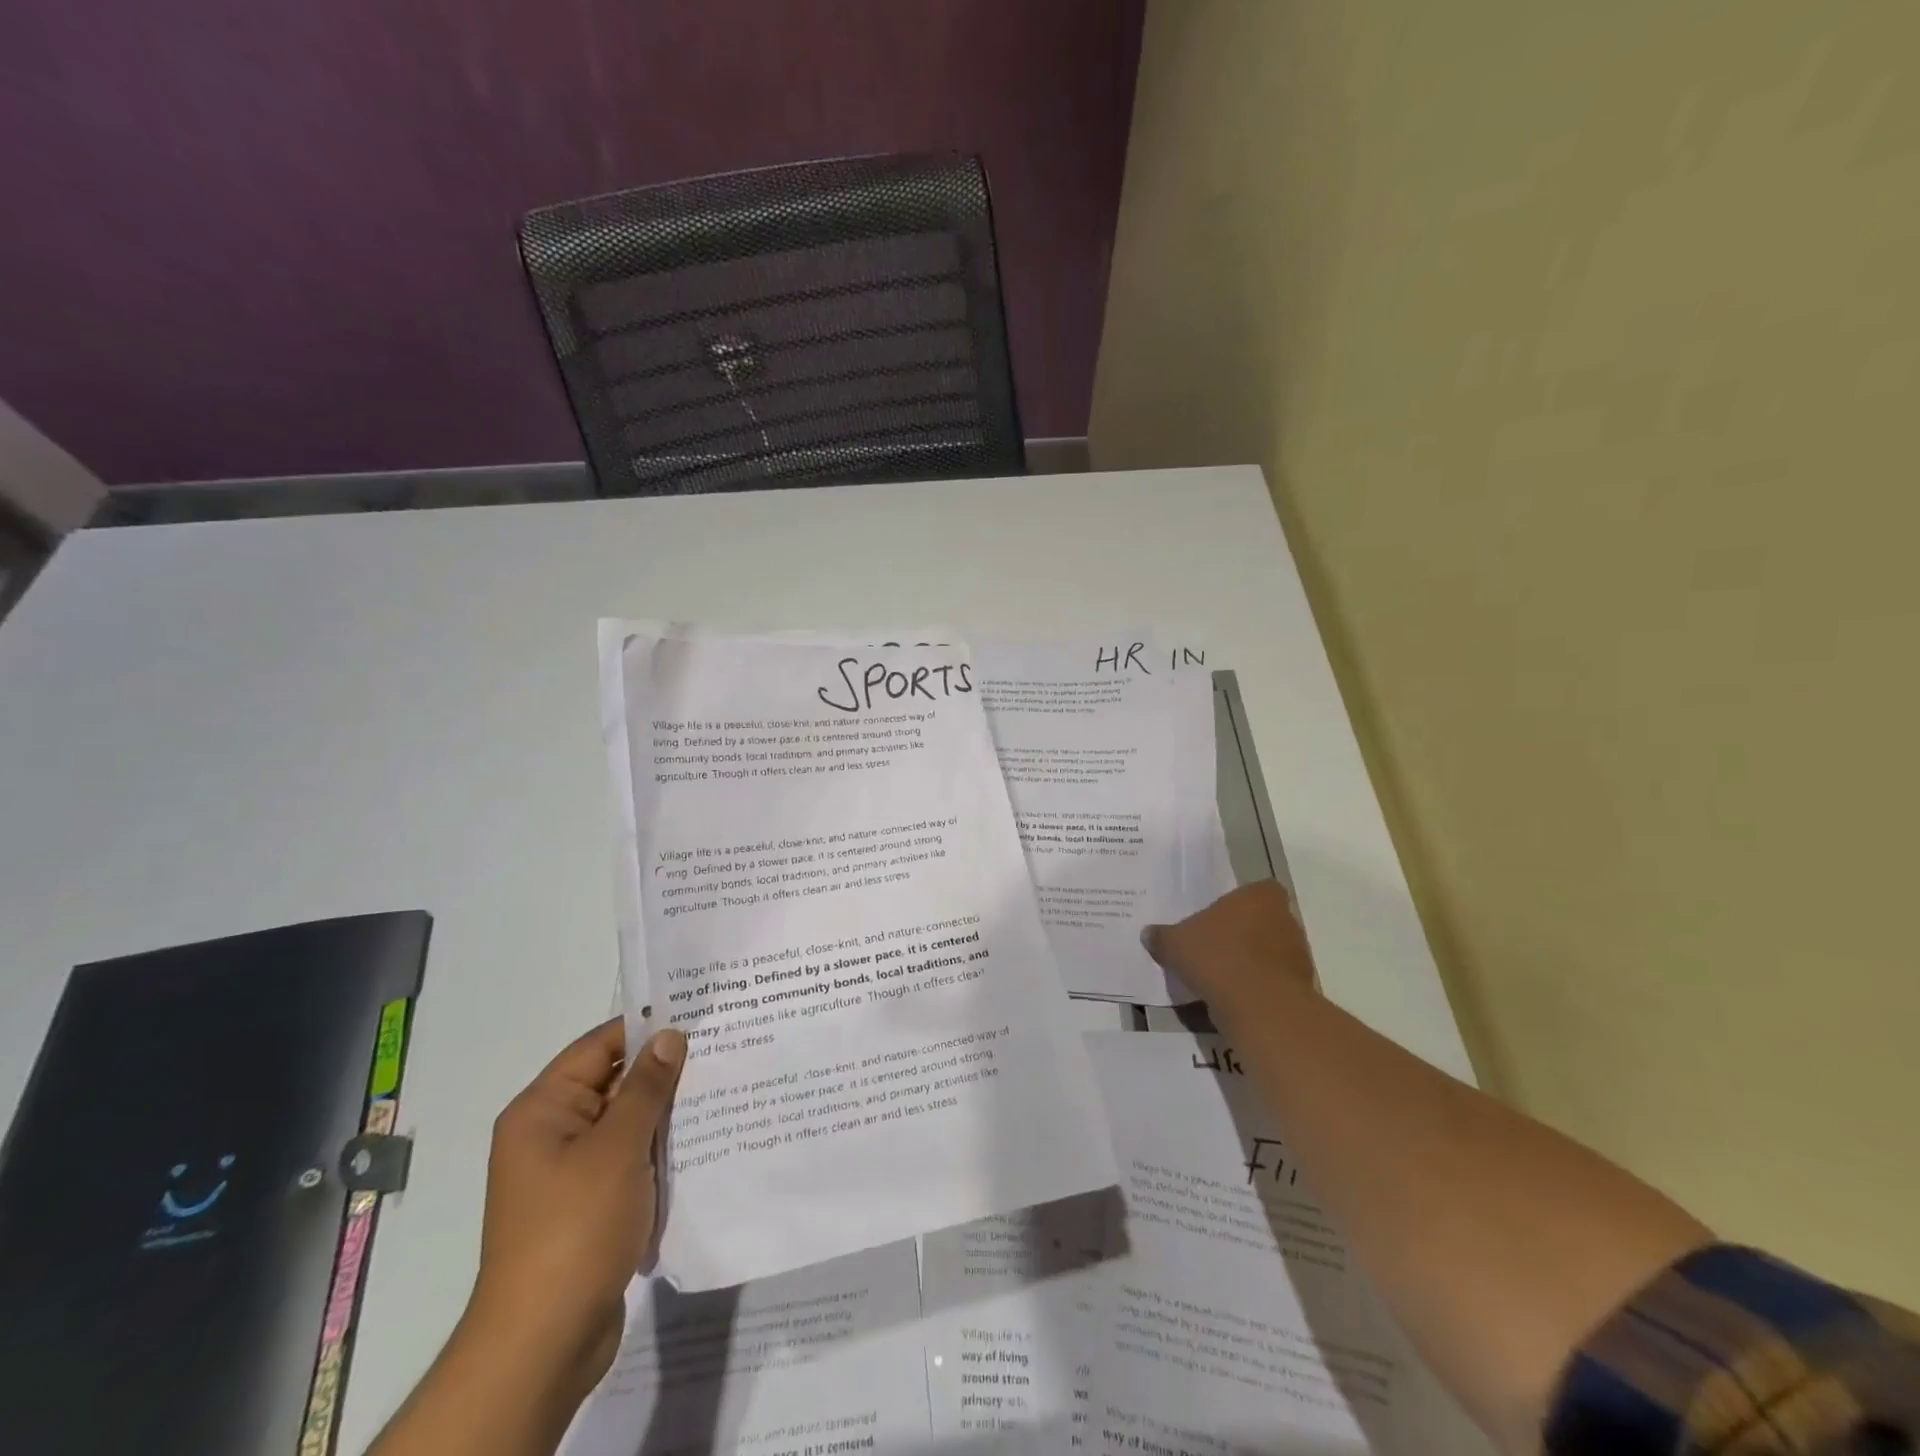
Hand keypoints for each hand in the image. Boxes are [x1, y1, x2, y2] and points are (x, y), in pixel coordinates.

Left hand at [463, 1019, 686, 1401]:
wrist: (544, 1342)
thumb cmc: (575, 1228)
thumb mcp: (617, 1147)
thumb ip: (646, 1087)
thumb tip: (669, 1035)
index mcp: (542, 1110)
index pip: (599, 1046)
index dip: (646, 1027)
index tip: (697, 1013)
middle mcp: (550, 1134)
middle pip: (612, 1082)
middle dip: (663, 1070)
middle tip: (721, 1048)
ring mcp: (568, 1172)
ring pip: (625, 1122)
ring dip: (665, 1112)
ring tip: (721, 1087)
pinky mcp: (588, 1204)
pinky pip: (628, 1158)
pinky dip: (658, 1148)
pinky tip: (701, 1140)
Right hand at [1142, 881, 1316, 1020]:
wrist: (1260, 1006)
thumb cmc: (1218, 957)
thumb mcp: (1175, 944)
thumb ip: (1162, 936)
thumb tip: (1149, 934)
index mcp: (1260, 896)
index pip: (1256, 890)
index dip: (1238, 903)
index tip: (1219, 917)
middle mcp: (1285, 919)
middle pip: (1262, 920)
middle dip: (1242, 932)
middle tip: (1214, 945)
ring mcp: (1297, 954)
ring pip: (1268, 951)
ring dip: (1249, 961)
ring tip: (1219, 974)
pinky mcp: (1299, 987)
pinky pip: (1271, 979)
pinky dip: (1255, 986)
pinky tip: (1231, 996)